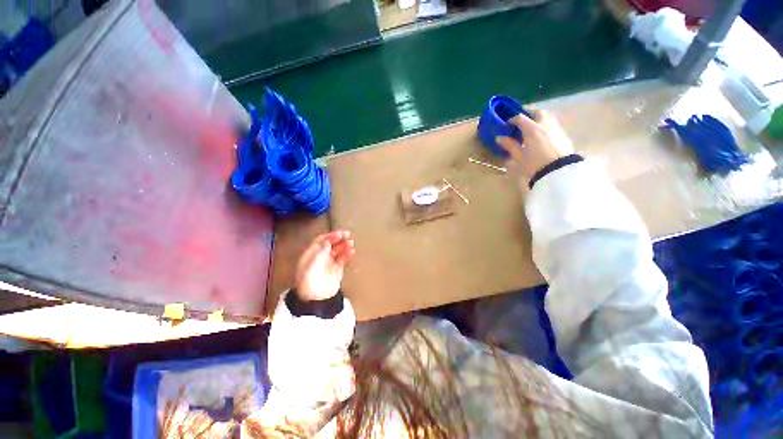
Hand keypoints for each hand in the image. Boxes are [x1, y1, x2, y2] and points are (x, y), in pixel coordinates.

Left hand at [295, 230, 355, 301]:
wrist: (316, 300)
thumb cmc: (309, 283)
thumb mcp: (311, 266)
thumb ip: (320, 252)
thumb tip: (327, 242)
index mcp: (311, 255)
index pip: (321, 241)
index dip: (330, 236)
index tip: (338, 234)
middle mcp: (320, 257)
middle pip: (330, 244)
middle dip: (339, 238)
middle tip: (347, 234)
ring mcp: (329, 263)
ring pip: (338, 250)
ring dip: (344, 245)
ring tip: (351, 243)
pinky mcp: (337, 269)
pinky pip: (343, 258)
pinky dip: (347, 254)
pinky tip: (352, 252)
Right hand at [496, 109, 573, 179]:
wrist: (558, 172)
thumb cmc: (534, 164)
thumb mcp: (518, 157)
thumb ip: (509, 145)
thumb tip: (499, 138)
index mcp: (532, 129)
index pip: (520, 118)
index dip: (512, 120)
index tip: (507, 126)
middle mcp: (545, 124)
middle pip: (538, 112)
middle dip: (529, 115)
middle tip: (522, 123)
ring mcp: (556, 129)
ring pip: (548, 117)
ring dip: (539, 120)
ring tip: (532, 130)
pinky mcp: (564, 136)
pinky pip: (553, 126)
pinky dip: (546, 127)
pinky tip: (542, 138)